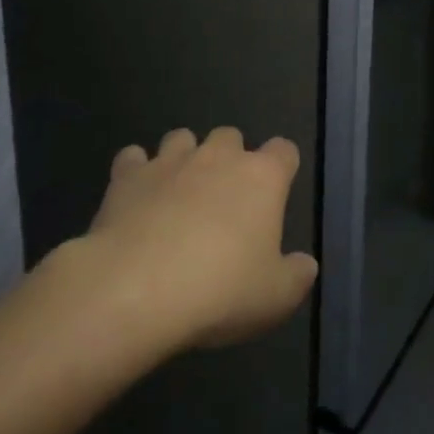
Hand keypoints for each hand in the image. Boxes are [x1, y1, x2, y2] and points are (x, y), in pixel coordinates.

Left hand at [85, 127, 318, 352]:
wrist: (135, 291)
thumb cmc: (219, 291)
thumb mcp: (276, 298)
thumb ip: (297, 276)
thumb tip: (306, 264)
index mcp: (263, 178)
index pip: (284, 150)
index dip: (282, 167)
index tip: (276, 192)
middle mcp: (219, 157)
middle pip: (231, 135)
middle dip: (229, 157)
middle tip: (223, 197)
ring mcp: (170, 162)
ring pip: (182, 138)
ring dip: (184, 157)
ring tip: (178, 192)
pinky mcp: (127, 177)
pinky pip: (133, 158)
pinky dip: (136, 171)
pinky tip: (135, 197)